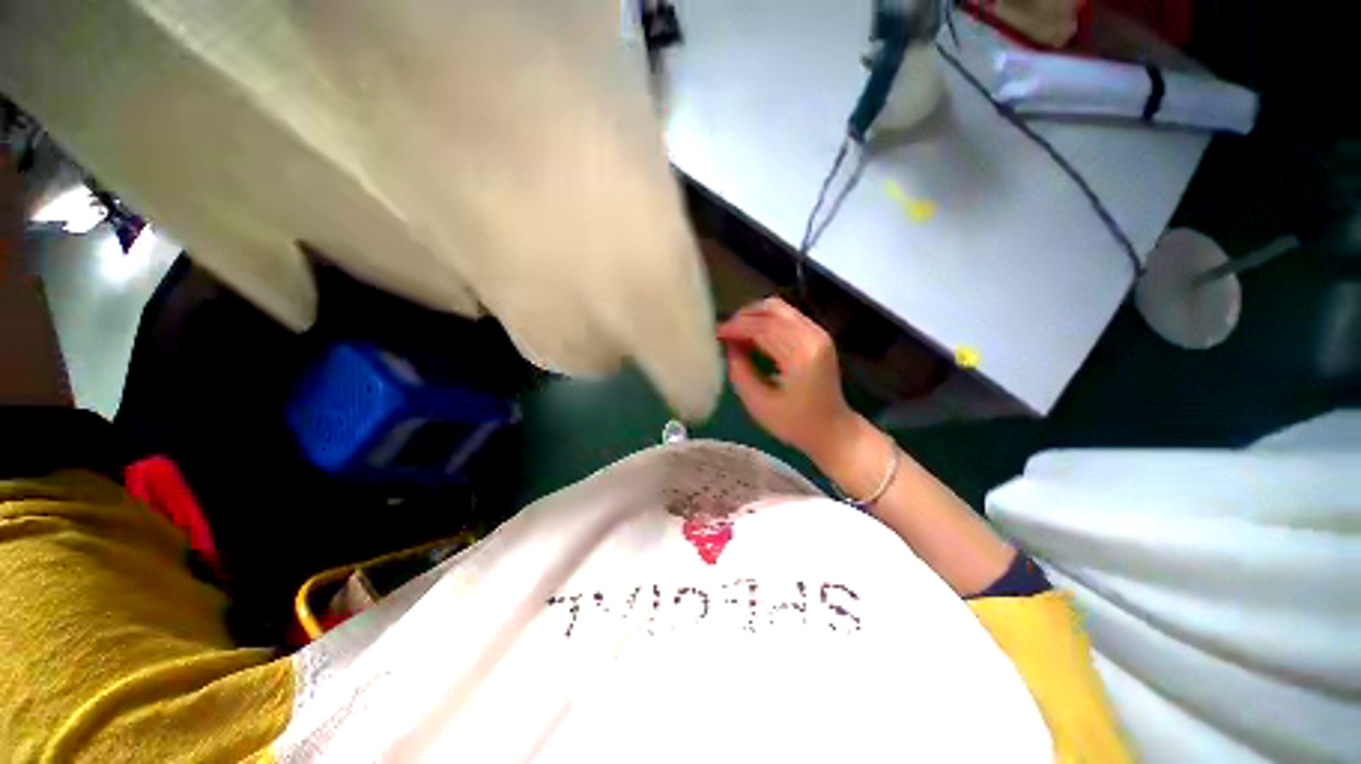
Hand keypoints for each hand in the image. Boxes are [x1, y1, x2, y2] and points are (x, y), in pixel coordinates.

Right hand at [717, 297, 855, 460]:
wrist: (833, 430)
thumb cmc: (796, 424)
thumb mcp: (760, 404)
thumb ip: (741, 372)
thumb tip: (730, 347)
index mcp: (802, 356)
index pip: (764, 328)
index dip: (737, 327)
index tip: (717, 333)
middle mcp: (814, 337)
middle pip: (774, 310)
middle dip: (744, 317)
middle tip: (725, 331)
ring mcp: (819, 334)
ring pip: (781, 310)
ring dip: (755, 317)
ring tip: (737, 334)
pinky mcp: (818, 337)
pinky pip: (788, 318)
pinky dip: (767, 321)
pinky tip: (754, 337)